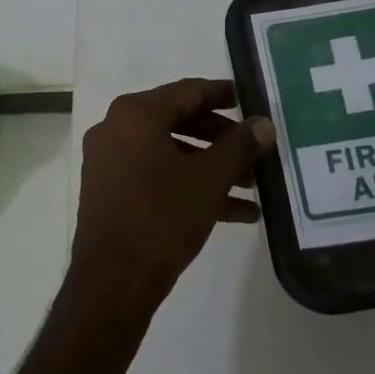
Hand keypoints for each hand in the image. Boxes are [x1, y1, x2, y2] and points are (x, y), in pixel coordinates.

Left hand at [65, 79, 273, 335]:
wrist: (113, 282)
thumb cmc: (161, 217)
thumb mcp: (209, 180)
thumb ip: (240, 147)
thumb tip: (264, 124)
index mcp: (135, 114)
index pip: (189, 91)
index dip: (225, 95)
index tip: (254, 101)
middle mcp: (116, 129)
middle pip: (180, 121)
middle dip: (222, 139)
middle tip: (256, 149)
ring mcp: (110, 162)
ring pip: (171, 153)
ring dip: (211, 167)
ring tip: (253, 186)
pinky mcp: (111, 192)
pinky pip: (157, 177)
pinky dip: (190, 186)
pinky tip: (236, 212)